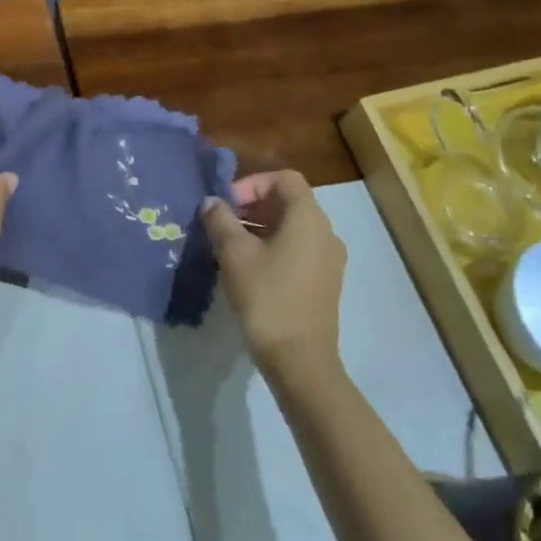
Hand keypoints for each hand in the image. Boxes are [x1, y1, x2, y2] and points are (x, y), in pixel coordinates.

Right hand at [200, 170, 345, 380]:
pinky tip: (246, 268)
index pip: (285, 180)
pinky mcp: (324, 283)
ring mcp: (328, 260)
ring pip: (292, 228)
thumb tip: (212, 202)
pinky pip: (297, 250)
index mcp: (309, 218)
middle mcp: (326, 233)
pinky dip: (272, 247)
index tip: (226, 204)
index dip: (252, 183)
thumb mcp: (234, 254)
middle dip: (252, 206)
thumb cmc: (267, 297)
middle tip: (221, 223)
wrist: (299, 360)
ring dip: (259, 228)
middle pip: (289, 202)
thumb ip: (220, 220)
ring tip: (227, 245)